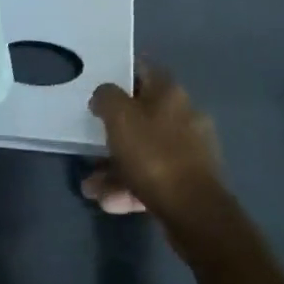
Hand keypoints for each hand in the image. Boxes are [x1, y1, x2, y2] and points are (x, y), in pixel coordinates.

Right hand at [81, 61, 223, 223]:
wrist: (194, 211)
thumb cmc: (153, 154)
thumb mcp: (119, 116)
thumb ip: (106, 97)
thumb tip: (104, 97)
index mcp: (170, 93)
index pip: (143, 71)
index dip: (119, 76)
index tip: (97, 91)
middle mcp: (184, 116)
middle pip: (141, 116)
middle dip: (112, 133)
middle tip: (89, 145)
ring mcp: (189, 151)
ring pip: (144, 151)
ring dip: (114, 167)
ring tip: (90, 187)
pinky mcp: (189, 182)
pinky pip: (152, 177)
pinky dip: (130, 186)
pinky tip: (109, 202)